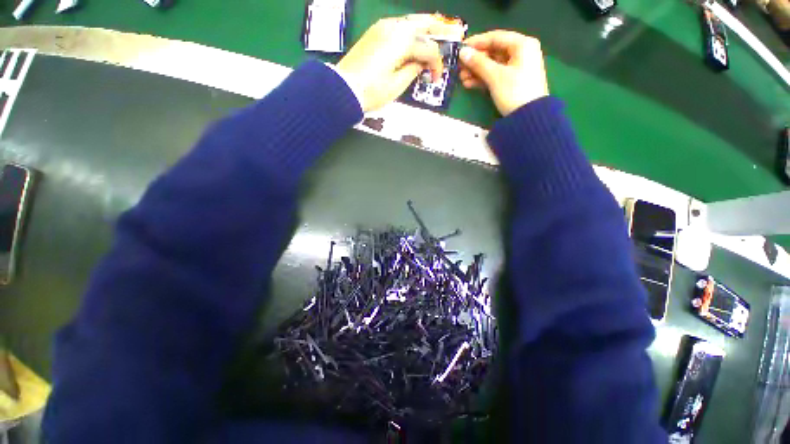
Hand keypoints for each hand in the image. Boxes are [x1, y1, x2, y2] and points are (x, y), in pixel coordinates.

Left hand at [336, 14, 463, 111]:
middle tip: (453, 35)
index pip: (428, 48)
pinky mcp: (375, 33)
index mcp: (402, 41)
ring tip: (436, 35)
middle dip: (439, 30)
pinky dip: (411, 33)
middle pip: (423, 23)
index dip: (436, 64)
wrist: (344, 89)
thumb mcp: (397, 85)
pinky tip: (415, 40)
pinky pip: (399, 27)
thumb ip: (414, 69)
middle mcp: (394, 27)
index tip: (436, 78)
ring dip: (425, 29)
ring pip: (411, 22)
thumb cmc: (372, 91)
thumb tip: (422, 63)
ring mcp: (383, 28)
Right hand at [459, 31, 548, 115]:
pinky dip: (483, 79)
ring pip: (493, 65)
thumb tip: (462, 52)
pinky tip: (469, 84)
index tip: (461, 49)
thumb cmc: (514, 91)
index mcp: (522, 45)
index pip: (495, 37)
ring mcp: (517, 68)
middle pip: (493, 52)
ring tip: (462, 78)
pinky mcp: (512, 82)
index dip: (477, 42)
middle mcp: (521, 53)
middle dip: (475, 60)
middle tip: (459, 67)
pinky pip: (495, 75)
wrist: (528, 117)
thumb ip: (478, 63)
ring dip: (476, 71)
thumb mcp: (495, 76)